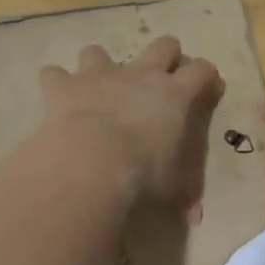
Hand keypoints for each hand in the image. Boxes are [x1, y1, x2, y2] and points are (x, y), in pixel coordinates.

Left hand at [40, 36, 223, 214]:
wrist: (92, 161)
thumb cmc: (143, 171)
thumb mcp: (171, 185)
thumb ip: (183, 195)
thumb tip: (195, 218)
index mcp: (175, 94)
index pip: (202, 71)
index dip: (208, 77)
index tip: (209, 89)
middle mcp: (140, 74)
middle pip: (163, 45)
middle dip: (167, 55)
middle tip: (163, 77)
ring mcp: (100, 75)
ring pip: (100, 51)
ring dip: (99, 65)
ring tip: (98, 86)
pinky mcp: (64, 86)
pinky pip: (54, 74)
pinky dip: (56, 83)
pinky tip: (57, 97)